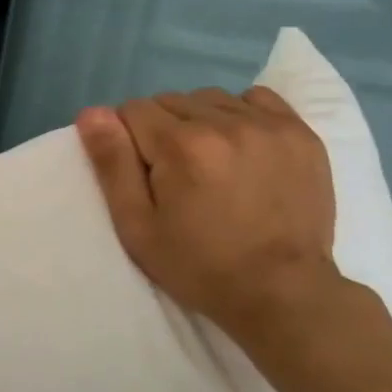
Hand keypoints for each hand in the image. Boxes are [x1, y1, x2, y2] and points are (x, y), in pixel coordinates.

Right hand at [76, 87, 343, 350]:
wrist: (284, 293)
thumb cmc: (199, 266)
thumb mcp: (138, 226)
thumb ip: (112, 164)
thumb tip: (92, 113)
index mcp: (181, 146)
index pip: (133, 109)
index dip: (127, 139)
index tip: (142, 174)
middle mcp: (225, 123)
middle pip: (170, 101)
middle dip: (161, 129)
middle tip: (174, 174)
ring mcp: (269, 125)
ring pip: (210, 98)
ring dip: (199, 120)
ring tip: (209, 161)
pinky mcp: (300, 133)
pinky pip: (257, 99)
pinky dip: (240, 114)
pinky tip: (241, 146)